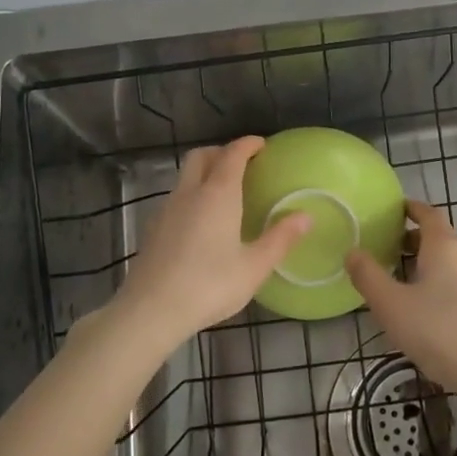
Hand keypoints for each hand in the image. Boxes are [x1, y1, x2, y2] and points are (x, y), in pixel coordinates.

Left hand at [98, 136, 310, 355]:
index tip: (262, 145)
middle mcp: (190, 193)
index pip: (232, 154)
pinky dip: (193, 195)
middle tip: (243, 164)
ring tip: (226, 193)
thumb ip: (280, 238)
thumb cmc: (209, 286)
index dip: (247, 144)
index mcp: (218, 194)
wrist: (150, 311)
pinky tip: (203, 222)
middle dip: (222, 152)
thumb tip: (306, 216)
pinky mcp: (153, 228)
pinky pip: (177, 197)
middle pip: (201, 156)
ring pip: (186, 176)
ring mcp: (167, 209)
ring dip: (205, 173)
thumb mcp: (254, 267)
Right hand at [345, 199, 456, 391]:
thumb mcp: (391, 305)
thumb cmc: (437, 330)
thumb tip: (353, 252)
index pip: (429, 214)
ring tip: (409, 285)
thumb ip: (368, 276)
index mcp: (445, 246)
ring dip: (433, 267)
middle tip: (392, 251)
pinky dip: (447, 288)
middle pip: (442, 239)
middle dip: (417, 241)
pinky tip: (434, 313)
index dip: (412, 209)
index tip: (396, 210)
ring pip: (455, 265)